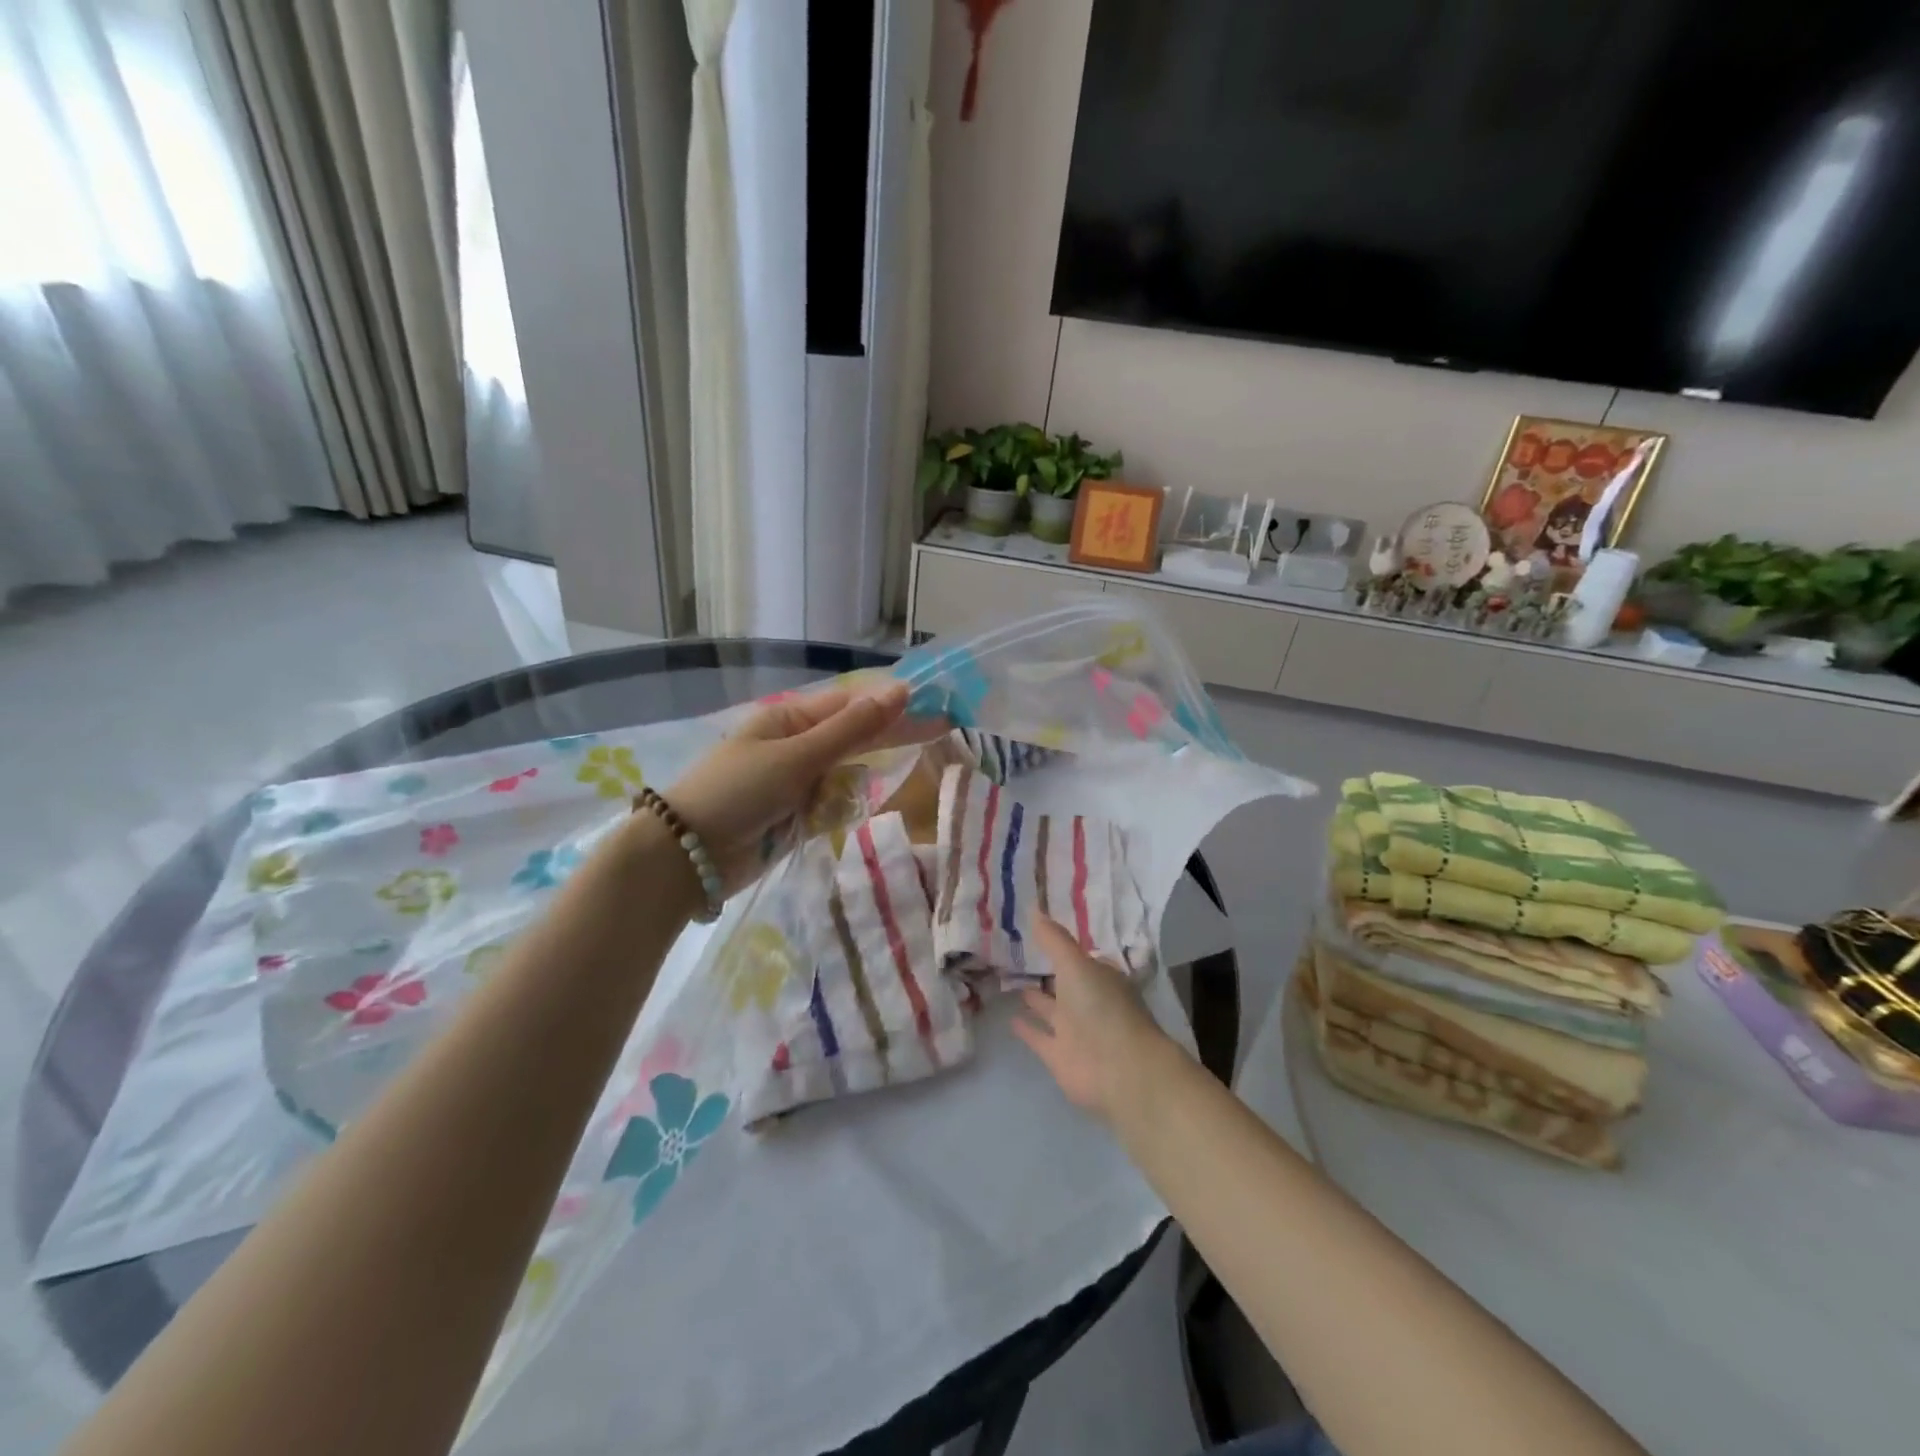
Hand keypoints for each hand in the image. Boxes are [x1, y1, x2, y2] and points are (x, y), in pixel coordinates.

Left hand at [665, 681, 942, 896]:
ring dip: (860, 781)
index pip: (853, 704)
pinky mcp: (798, 815)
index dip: (895, 703)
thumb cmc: (739, 791)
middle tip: (942, 730)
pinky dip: (842, 809)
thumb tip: (901, 690)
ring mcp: (798, 781)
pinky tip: (838, 815)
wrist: (688, 856)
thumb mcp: (797, 755)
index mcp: (791, 718)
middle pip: (855, 736)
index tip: (937, 704)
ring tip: (875, 785)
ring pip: (849, 774)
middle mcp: (797, 744)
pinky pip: (835, 805)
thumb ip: (853, 729)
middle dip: (891, 737)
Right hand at [1013, 917, 1179, 1124]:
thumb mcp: (1075, 964)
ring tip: (1009, 980)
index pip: (1080, 958)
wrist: (1119, 1070)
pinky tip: (1009, 1018)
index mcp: (1100, 977)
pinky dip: (1027, 1029)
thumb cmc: (1101, 1007)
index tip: (1038, 932)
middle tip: (1016, 953)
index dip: (1061, 946)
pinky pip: (1039, 1037)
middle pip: (1064, 984)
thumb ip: (1053, 940)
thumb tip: (1033, 908)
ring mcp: (1075, 1030)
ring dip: (1034, 998)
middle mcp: (1089, 1002)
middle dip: (1046, 971)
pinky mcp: (1060, 1056)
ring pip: (1050, 1009)